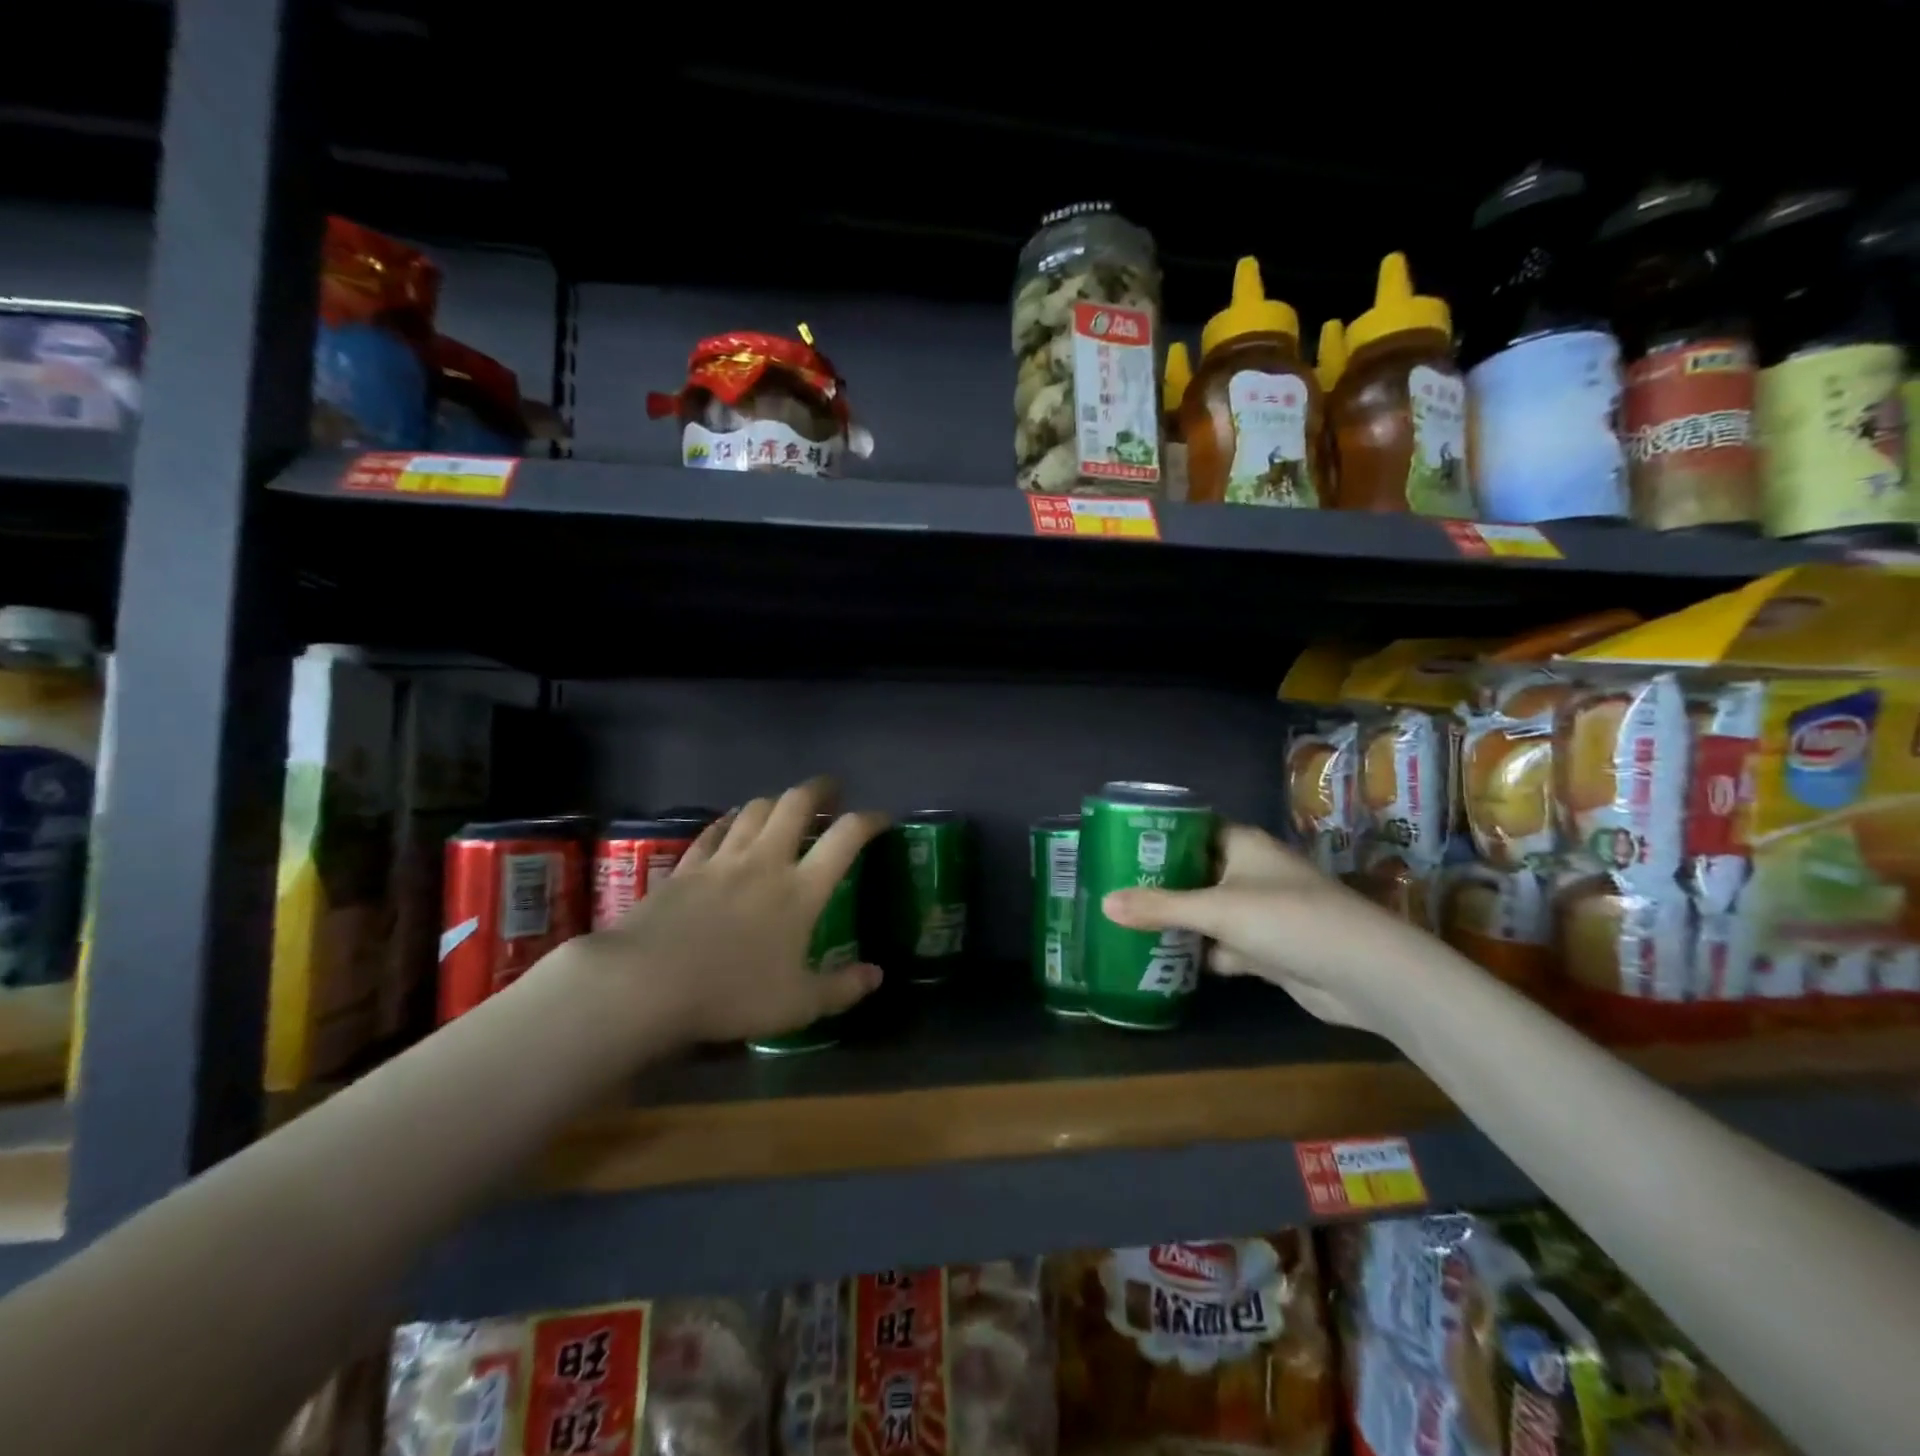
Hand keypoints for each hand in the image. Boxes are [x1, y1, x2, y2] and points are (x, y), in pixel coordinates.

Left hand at [578, 777, 889, 1043]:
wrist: (646, 984)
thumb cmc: (731, 994)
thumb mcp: (798, 1005)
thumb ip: (842, 988)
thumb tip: (877, 975)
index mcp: (800, 890)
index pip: (845, 838)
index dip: (869, 820)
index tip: (882, 819)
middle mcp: (765, 862)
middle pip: (796, 804)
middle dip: (819, 790)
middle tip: (831, 792)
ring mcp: (722, 860)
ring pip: (754, 810)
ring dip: (775, 801)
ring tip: (784, 807)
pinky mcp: (685, 866)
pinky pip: (714, 831)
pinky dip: (730, 821)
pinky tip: (732, 824)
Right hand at [1100, 824, 1413, 1031]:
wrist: (1363, 974)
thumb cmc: (1287, 919)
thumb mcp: (1216, 910)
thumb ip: (1159, 908)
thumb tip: (1104, 903)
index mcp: (1242, 845)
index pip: (1192, 828)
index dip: (1158, 835)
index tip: (1119, 845)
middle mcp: (1251, 872)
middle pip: (1196, 871)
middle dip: (1160, 882)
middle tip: (1113, 887)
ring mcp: (1261, 912)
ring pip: (1208, 911)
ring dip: (1178, 920)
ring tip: (1127, 923)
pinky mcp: (1268, 949)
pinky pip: (1223, 945)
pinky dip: (1200, 953)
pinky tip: (1163, 962)